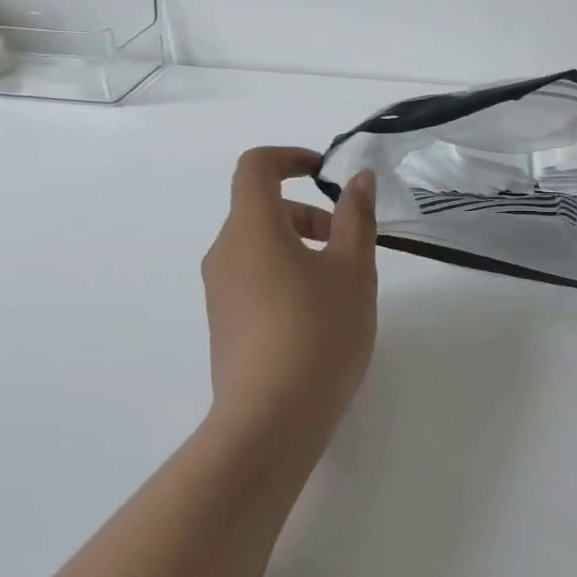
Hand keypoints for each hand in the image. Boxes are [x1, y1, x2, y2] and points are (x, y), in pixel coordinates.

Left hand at [202, 147, 378, 450]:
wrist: (271, 419)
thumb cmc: (319, 331)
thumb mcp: (352, 269)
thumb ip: (356, 217)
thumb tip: (357, 180)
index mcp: (252, 228)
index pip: (256, 166)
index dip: (291, 157)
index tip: (326, 173)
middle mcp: (225, 252)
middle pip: (261, 209)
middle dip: (308, 213)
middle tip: (349, 244)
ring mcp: (219, 291)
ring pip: (259, 245)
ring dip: (299, 245)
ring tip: (339, 285)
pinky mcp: (223, 323)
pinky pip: (253, 277)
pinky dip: (284, 274)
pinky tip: (317, 316)